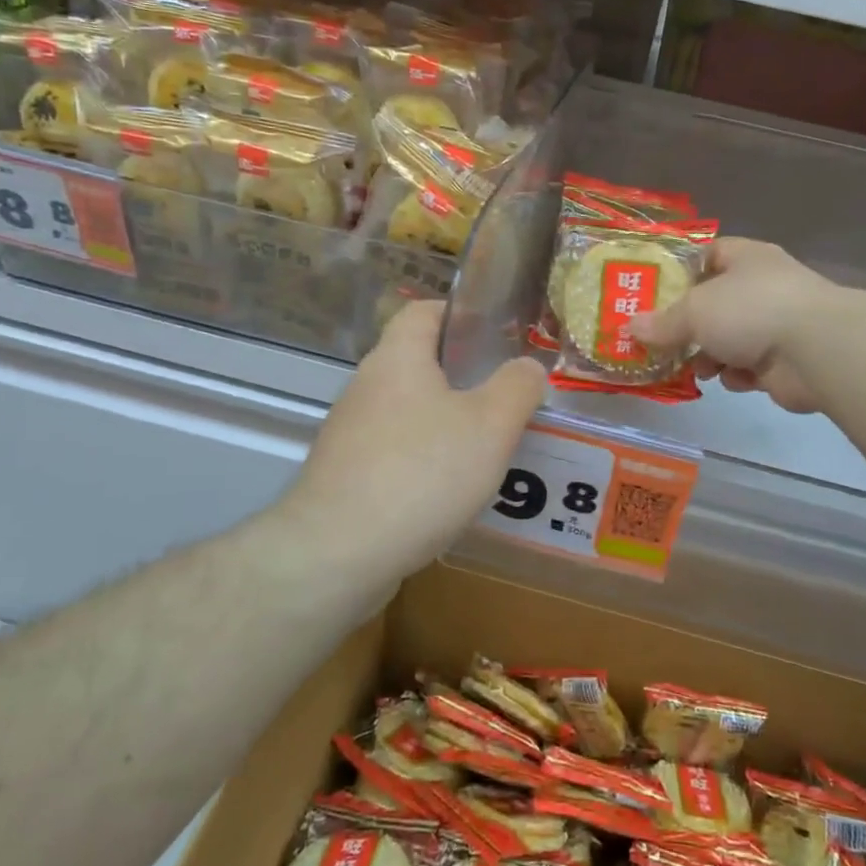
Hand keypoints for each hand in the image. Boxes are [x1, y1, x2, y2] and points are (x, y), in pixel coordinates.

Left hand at [281, 301, 548, 571]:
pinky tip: (451, 492)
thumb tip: (527, 367)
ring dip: (447, 424)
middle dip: (464, 378)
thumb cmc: (422, 473)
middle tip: (507, 399)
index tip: (497, 335)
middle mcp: (366, 387)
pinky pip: (395, 454)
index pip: (423, 311)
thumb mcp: (491, 425)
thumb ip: (517, 387)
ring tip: (489, 449)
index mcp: (397, 359)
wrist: (338, 554)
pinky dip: (425, 462)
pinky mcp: (345, 477)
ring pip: (409, 413)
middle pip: (418, 365)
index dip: (460, 314)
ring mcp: (350, 434)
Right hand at [629, 238, 839, 413]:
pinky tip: (730, 379)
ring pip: (729, 338)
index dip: (680, 271)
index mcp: (745, 258)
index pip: (708, 254)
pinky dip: (737, 374)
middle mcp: (762, 286)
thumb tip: (630, 327)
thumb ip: (662, 322)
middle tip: (661, 341)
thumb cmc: (750, 310)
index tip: (654, 293)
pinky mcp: (784, 360)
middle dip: (688, 325)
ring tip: (695, 367)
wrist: (816, 350)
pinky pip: (748, 366)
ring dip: (710, 355)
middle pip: (714, 302)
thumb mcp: (694, 311)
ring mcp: (776, 323)